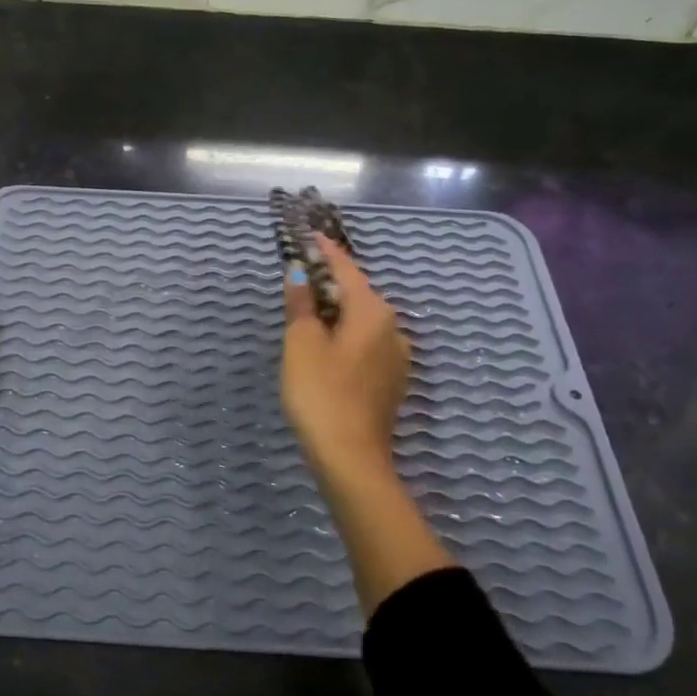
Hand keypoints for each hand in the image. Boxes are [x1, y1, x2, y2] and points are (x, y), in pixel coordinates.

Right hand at [280, 236, 410, 478]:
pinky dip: (347, 337)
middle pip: (358, 295)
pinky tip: (327, 349)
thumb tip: (300, 272)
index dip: (325, 252)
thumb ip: (301, 303)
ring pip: (363, 322)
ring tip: (309, 316)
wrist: (350, 459)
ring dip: (338, 313)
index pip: (346, 269)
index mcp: (373, 312)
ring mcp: (397, 358)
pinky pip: (367, 345)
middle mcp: (393, 329)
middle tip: (301, 279)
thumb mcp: (301, 343)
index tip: (310, 236)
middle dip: (330, 285)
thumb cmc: (321, 393)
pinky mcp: (392, 383)